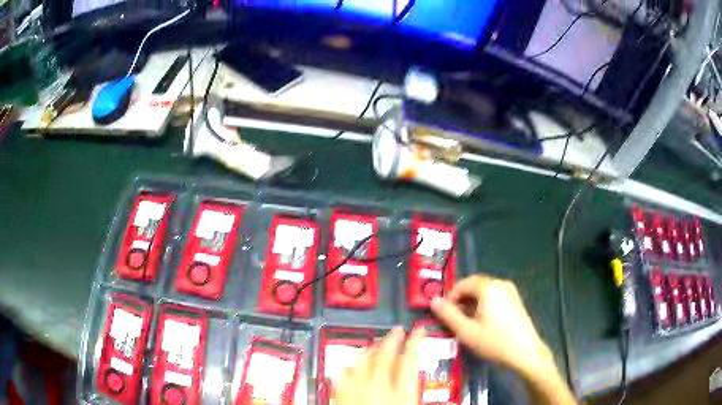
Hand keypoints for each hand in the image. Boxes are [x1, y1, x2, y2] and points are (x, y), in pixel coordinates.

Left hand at [336, 327, 424, 404]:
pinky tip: (356, 363)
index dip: (416, 341)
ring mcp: (355, 390)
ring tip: (378, 344)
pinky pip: (346, 372)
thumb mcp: (408, 404)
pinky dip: (354, 364)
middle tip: (399, 330)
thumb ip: (410, 389)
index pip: (411, 359)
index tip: (419, 331)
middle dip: (392, 339)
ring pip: (363, 360)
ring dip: (372, 349)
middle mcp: (377, 388)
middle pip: (385, 355)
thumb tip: (414, 379)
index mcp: (401, 393)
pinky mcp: (340, 393)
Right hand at [430, 275, 554, 377]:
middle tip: (452, 318)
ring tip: (465, 323)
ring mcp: (511, 292)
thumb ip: (448, 315)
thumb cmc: (495, 342)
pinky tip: (481, 323)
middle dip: (460, 299)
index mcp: (489, 288)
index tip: (443, 313)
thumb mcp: (467, 331)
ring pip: (484, 291)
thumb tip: (433, 301)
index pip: (463, 283)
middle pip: (474, 285)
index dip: (450, 296)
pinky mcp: (516, 301)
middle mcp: (501, 284)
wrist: (526, 354)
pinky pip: (494, 297)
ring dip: (471, 303)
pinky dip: (483, 305)